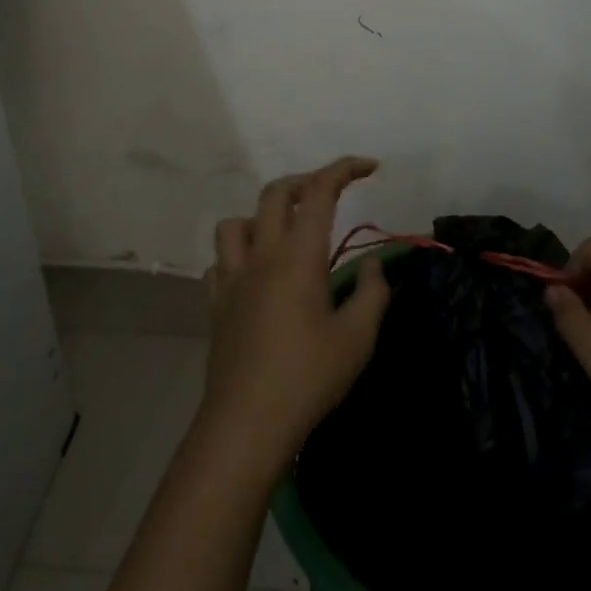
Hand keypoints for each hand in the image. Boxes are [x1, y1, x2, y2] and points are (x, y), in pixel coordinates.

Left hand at [199, 157, 391, 472]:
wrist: (246, 424)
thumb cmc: (308, 377)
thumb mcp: (358, 338)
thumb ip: (373, 293)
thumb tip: (375, 265)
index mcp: (298, 255)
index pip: (320, 191)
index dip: (344, 169)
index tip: (369, 166)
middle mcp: (261, 254)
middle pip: (276, 193)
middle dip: (306, 181)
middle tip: (331, 192)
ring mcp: (232, 277)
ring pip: (237, 222)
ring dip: (262, 216)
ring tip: (285, 233)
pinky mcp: (215, 303)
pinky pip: (220, 261)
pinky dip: (239, 254)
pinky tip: (255, 275)